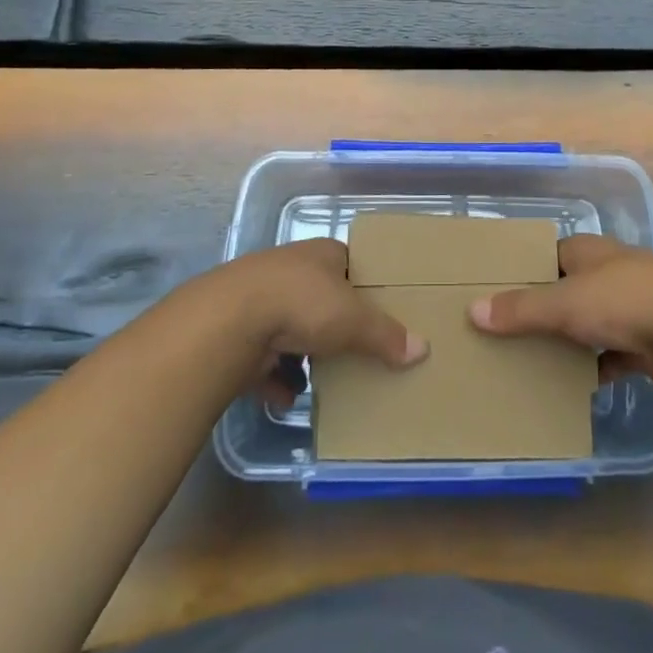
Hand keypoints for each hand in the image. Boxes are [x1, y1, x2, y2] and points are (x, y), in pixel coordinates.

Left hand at [216, 240, 426, 408]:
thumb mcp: (353, 318)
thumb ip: (386, 335)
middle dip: (333, 324)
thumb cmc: (301, 303)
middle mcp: (291, 270)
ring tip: (321, 379)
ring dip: (302, 355)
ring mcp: (261, 300)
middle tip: (354, 348)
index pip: (348, 262)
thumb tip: (423, 349)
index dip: (363, 283)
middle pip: (320, 297)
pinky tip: (287, 397)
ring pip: (290, 328)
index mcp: (321, 254)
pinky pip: (263, 361)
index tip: (378, 307)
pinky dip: (275, 379)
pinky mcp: (239, 333)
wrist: (230, 320)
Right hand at [467, 234, 652, 389]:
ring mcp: (631, 304)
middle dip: (544, 310)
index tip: (497, 292)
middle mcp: (608, 270)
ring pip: (590, 321)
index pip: (547, 255)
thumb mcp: (562, 303)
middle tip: (509, 332)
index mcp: (587, 250)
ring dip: (570, 340)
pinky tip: (576, 385)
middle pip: (567, 289)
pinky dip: (596, 366)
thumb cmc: (619, 301)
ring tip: (535, 360)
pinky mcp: (646, 338)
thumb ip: (520, 309)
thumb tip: (474, 310)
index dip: (524, 271)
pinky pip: (611, 353)